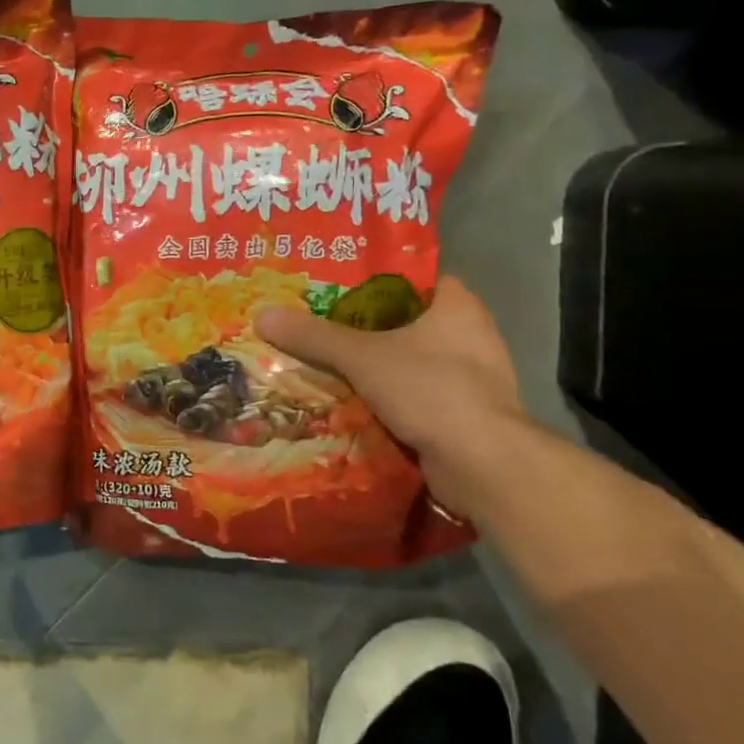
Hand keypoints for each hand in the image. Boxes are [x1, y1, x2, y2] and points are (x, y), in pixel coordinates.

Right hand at [255, 276, 524, 508]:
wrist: (482, 464)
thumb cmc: (430, 389)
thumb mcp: (361, 356)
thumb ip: (313, 336)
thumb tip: (261, 314)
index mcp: (458, 308)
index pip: (416, 279)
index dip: (377, 279)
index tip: (336, 285)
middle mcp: (471, 337)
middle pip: (407, 322)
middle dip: (365, 327)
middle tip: (318, 324)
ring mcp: (471, 380)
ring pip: (410, 362)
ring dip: (374, 367)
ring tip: (325, 362)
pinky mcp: (464, 416)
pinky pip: (415, 397)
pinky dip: (387, 399)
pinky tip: (350, 401)